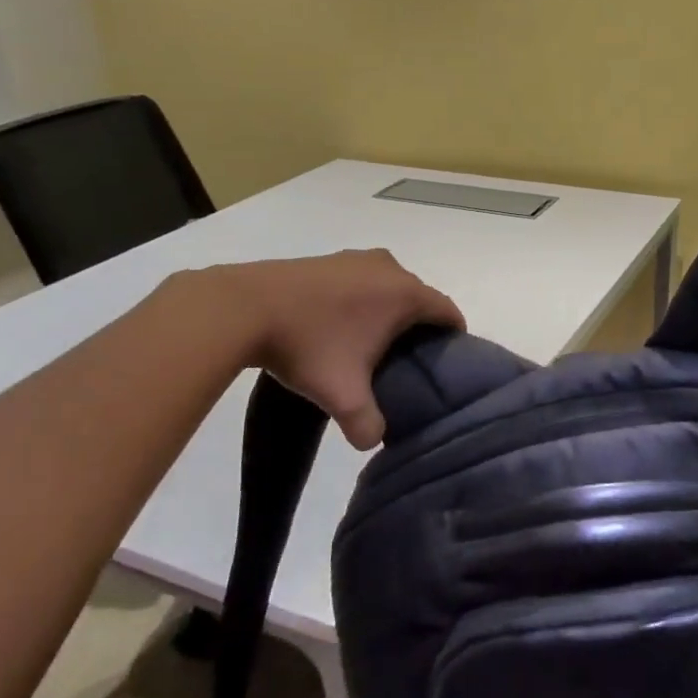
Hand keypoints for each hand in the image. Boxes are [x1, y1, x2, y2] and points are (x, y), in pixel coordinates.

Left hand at [215, 251, 464, 447]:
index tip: (445, 361)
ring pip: (389, 287)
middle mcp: (389, 268)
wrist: (243, 307)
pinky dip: (362, 301)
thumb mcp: (341, 395)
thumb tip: (372, 440)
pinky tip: (340, 326)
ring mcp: (356, 258)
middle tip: (406, 362)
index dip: (453, 337)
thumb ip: (367, 424)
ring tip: (372, 346)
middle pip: (419, 298)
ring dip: (388, 312)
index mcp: (405, 294)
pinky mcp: (329, 259)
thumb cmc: (307, 345)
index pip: (447, 311)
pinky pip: (362, 281)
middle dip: (418, 327)